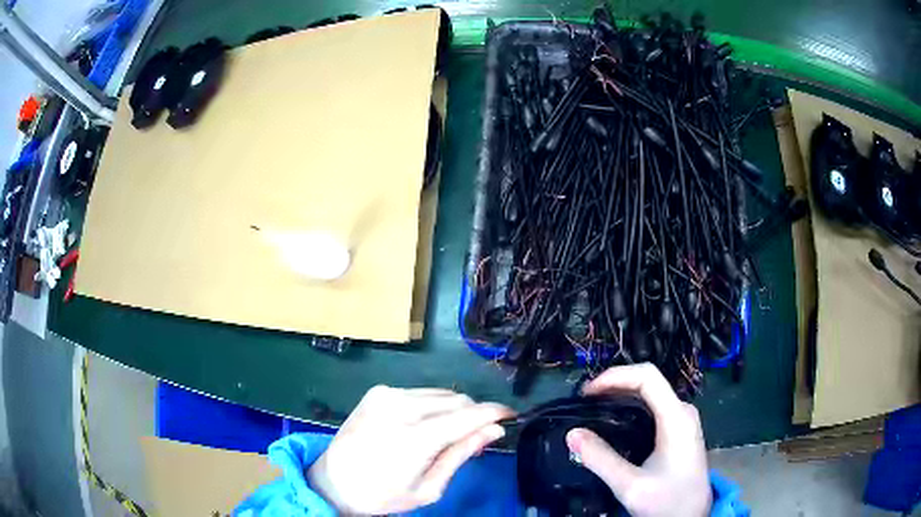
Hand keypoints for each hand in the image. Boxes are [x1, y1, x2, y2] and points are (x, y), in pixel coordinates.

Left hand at [307, 385, 512, 514]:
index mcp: (413, 437)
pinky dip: (434, 406)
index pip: (468, 414)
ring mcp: (386, 394)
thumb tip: (494, 431)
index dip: (495, 412)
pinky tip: (427, 425)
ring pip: (441, 393)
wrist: (333, 482)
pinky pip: (421, 393)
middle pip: (457, 400)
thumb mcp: (429, 488)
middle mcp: (400, 406)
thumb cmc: (382, 495)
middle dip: (474, 415)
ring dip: (455, 410)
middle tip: (477, 439)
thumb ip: (461, 454)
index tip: (511, 416)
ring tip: (450, 435)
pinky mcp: (378, 391)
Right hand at [565, 363, 710, 516]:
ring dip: (621, 395)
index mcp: (676, 417)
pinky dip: (630, 407)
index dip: (615, 376)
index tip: (586, 392)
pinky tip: (614, 422)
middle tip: (584, 401)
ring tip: (593, 408)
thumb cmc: (668, 501)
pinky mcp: (679, 431)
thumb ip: (601, 459)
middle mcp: (682, 411)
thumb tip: (571, 434)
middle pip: (648, 381)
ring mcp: (682, 420)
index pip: (647, 377)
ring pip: (651, 394)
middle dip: (614, 385)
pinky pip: (653, 407)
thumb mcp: (630, 486)